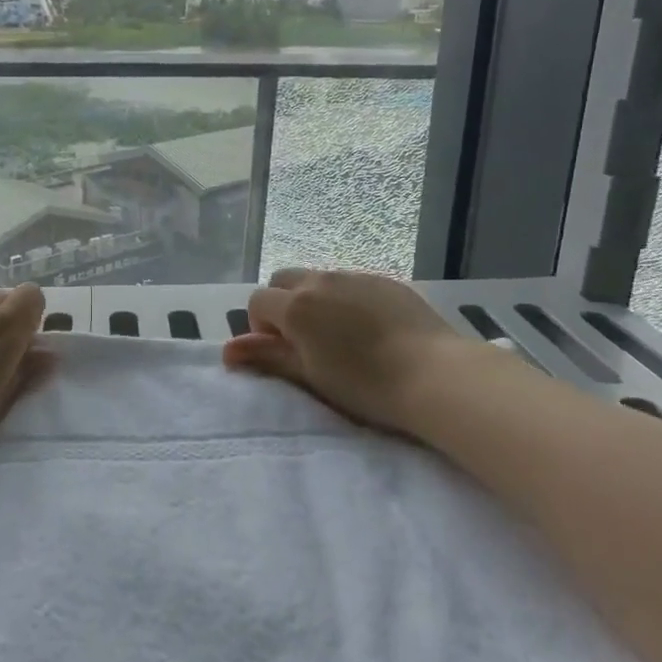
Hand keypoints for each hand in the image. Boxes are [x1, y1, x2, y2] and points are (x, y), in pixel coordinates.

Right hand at [222, 269, 498, 439]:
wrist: (435, 374)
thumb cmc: (364, 384)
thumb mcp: (309, 375)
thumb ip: (267, 356)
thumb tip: (227, 350)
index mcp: (296, 305)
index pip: (257, 301)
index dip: (261, 326)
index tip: (282, 352)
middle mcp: (321, 280)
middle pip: (284, 280)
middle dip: (282, 304)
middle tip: (303, 340)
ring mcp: (355, 276)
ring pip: (319, 279)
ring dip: (315, 300)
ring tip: (339, 335)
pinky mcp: (385, 280)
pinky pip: (351, 283)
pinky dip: (346, 299)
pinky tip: (370, 329)